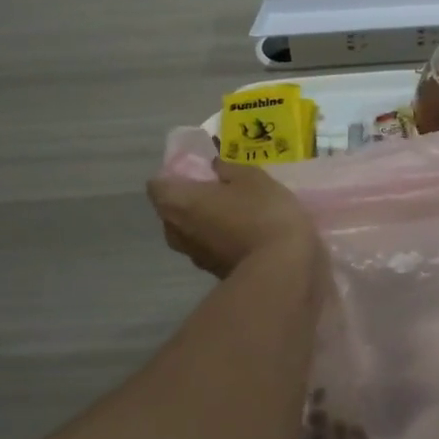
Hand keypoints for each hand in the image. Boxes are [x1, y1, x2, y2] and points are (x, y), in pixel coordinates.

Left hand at [147, 160, 319, 278]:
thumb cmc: (261, 212)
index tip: (197, 172)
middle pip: (171, 209)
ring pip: (189, 231)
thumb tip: (215, 166)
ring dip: (204, 221)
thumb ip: (228, 168)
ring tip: (233, 212)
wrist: (281, 268)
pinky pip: (208, 247)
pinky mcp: (212, 272)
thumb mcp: (252, 177)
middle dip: (189, 199)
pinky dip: (218, 239)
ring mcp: (193, 256)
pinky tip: (244, 233)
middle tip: (217, 189)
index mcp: (177, 202)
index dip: (174, 175)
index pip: (157, 185)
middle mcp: (176, 231)